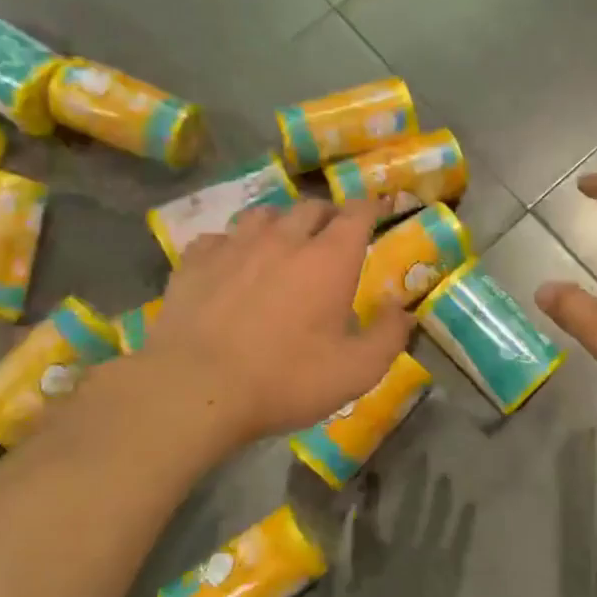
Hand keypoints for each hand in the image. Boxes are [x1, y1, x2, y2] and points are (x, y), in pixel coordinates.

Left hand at [134, 200, 412, 451]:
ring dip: (281, 223)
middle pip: (311, 207)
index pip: (357, 213)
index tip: (379, 210)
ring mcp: (234, 246)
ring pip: (263, 215)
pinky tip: (232, 264)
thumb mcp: (357, 371)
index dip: (372, 207)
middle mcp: (283, 239)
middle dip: (328, 215)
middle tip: (333, 235)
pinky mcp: (194, 261)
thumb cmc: (286, 380)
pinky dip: (234, 244)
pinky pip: (220, 237)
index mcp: (329, 259)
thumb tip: (401, 310)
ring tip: (282, 243)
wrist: (195, 389)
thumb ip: (389, 336)